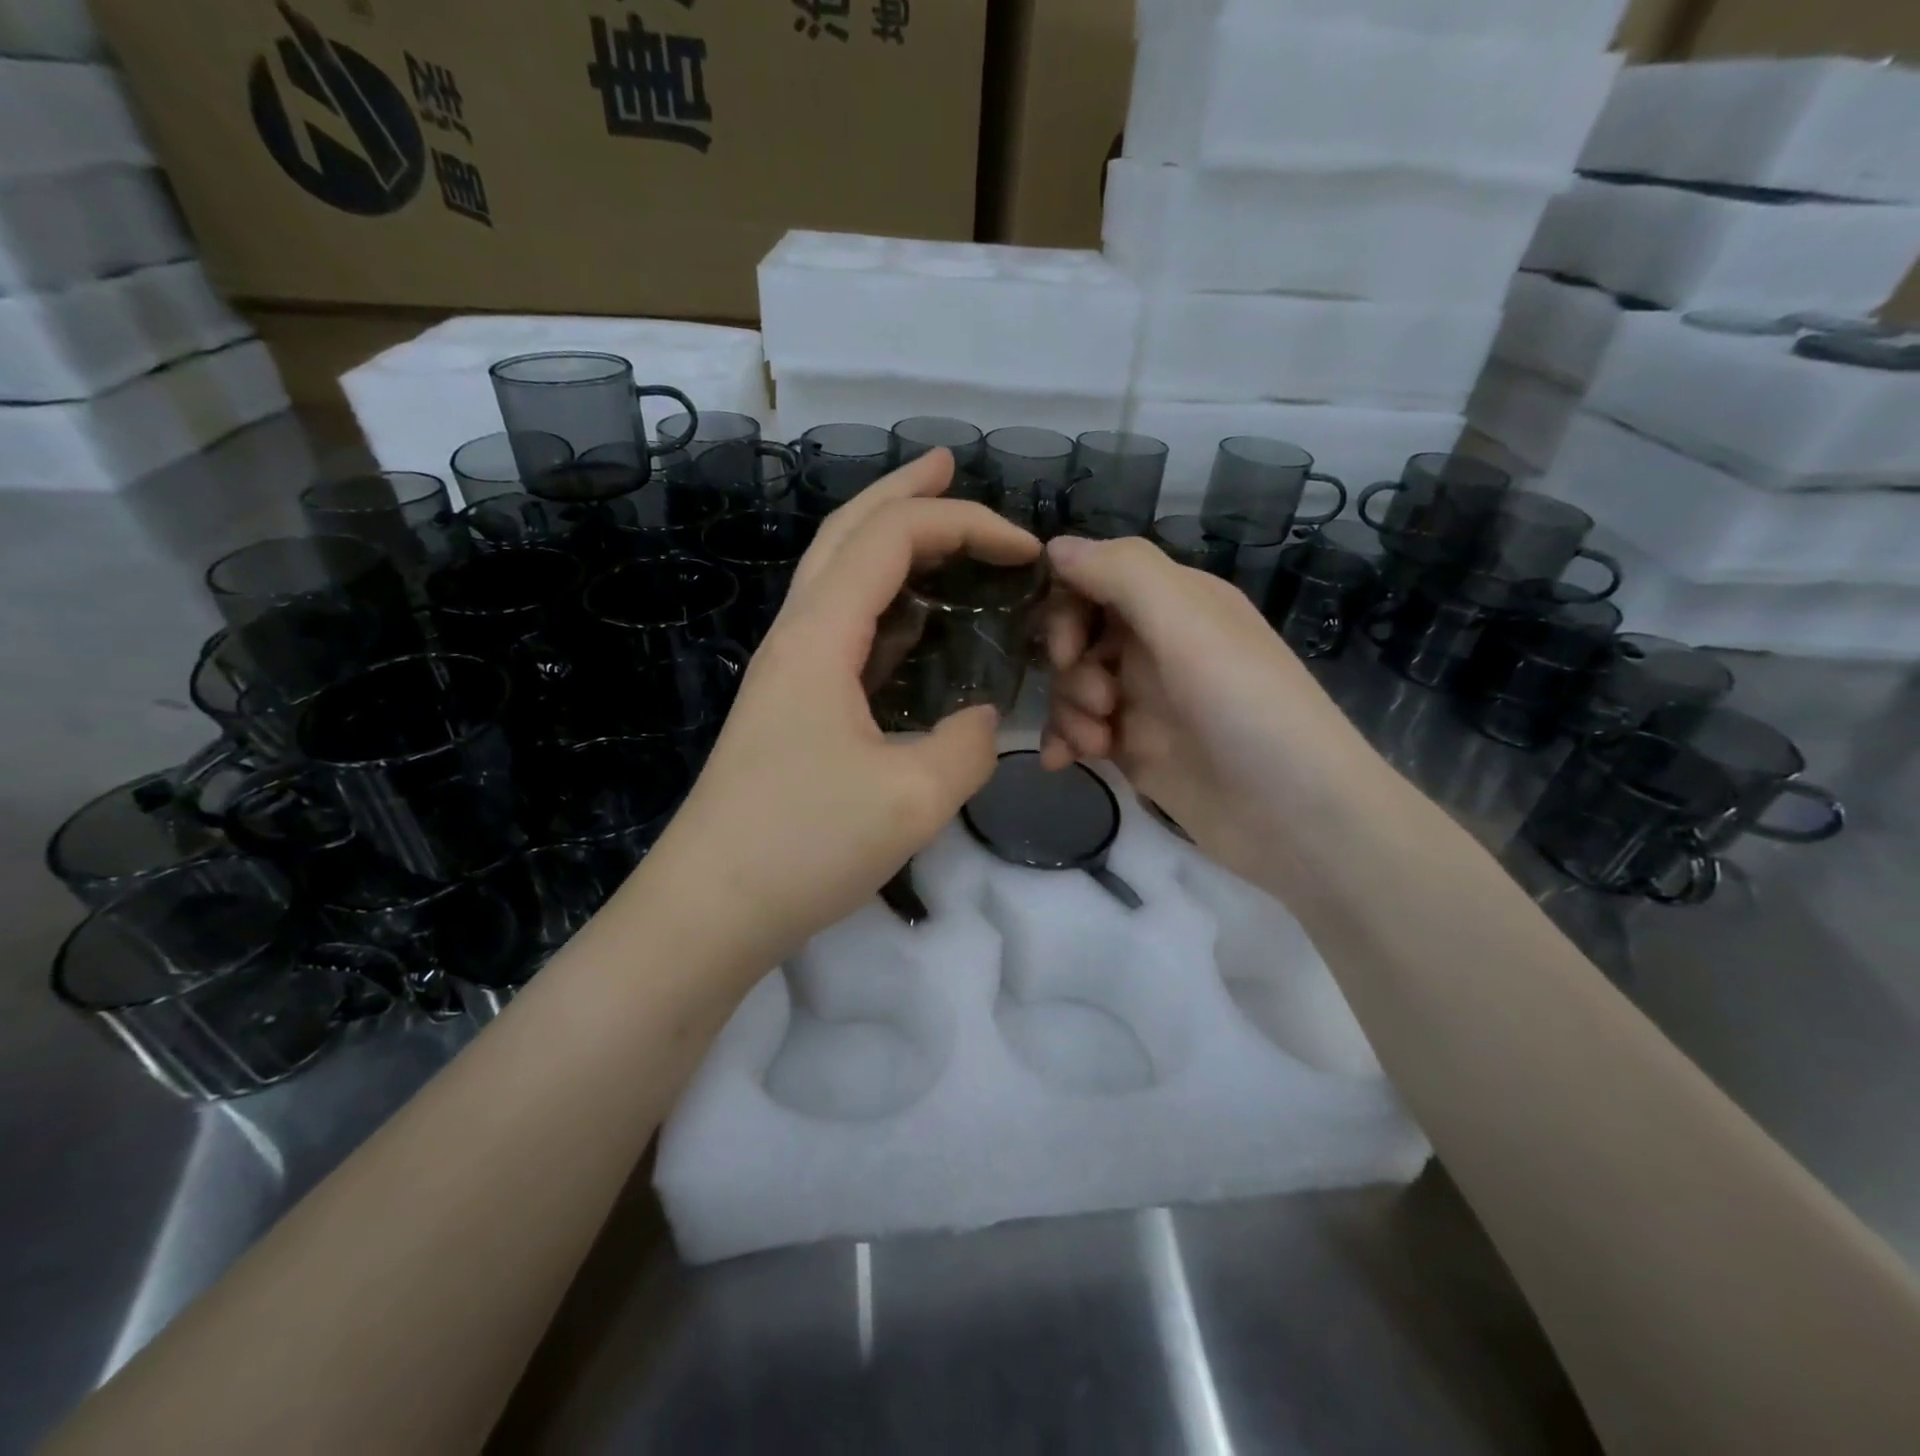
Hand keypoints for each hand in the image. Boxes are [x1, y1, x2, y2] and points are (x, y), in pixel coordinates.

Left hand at [649, 449, 1040, 960]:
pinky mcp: (790, 707)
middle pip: (846, 533)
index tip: (1026, 548)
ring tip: (935, 529)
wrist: (709, 909)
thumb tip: (983, 718)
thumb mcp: (914, 799)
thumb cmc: (804, 846)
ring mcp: (788, 672)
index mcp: (819, 637)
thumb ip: (969, 745)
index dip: (963, 524)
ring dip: (885, 540)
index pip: (891, 540)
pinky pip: (840, 629)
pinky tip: (910, 621)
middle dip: (902, 492)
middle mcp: (796, 636)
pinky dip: (880, 602)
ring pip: (836, 577)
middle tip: (950, 466)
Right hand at [1039, 535, 1372, 880]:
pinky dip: (1065, 741)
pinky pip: (1078, 730)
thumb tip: (1054, 545)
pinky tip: (1063, 763)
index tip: (1068, 647)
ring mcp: (1145, 699)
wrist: (1297, 818)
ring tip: (1096, 743)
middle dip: (1070, 665)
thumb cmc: (1247, 708)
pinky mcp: (1135, 748)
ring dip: (1068, 710)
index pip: (1096, 578)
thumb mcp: (1190, 624)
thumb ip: (1122, 574)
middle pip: (1078, 633)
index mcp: (1176, 602)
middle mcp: (1157, 644)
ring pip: (1073, 684)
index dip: (1068, 606)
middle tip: (1099, 700)